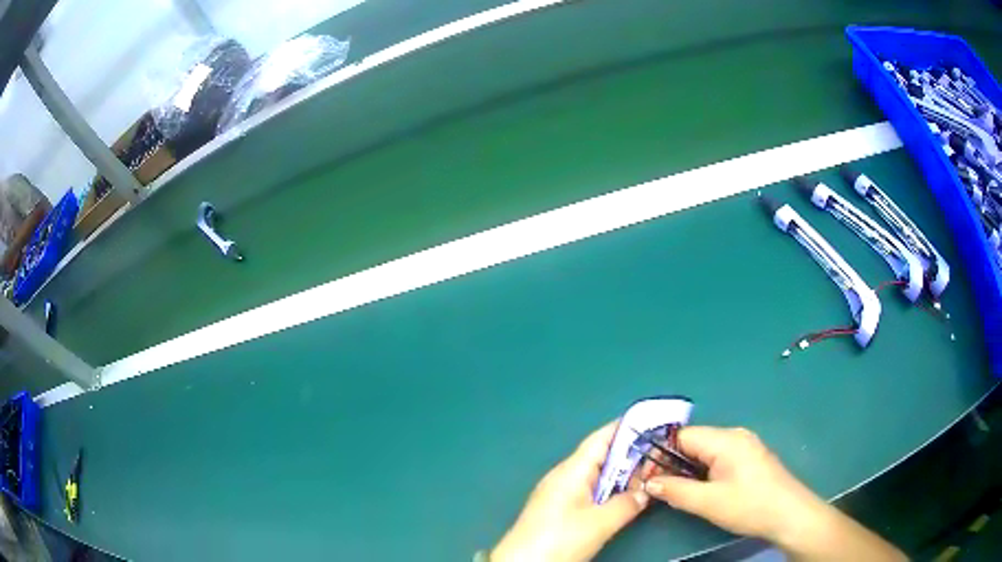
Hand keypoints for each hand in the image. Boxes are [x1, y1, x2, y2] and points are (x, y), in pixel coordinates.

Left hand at [490, 422, 648, 561]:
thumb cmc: (559, 539)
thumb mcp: (599, 523)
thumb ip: (627, 504)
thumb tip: (646, 492)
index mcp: (571, 470)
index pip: (601, 439)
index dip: (626, 428)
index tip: (653, 422)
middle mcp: (564, 475)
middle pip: (600, 456)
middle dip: (630, 454)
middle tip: (660, 452)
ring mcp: (559, 492)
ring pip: (596, 475)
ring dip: (621, 474)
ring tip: (650, 473)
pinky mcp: (559, 509)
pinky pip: (590, 490)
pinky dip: (610, 489)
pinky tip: (624, 496)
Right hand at [641, 426, 824, 542]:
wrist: (789, 515)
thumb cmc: (750, 506)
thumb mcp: (709, 503)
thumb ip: (675, 491)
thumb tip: (648, 483)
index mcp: (725, 440)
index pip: (682, 436)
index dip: (660, 454)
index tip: (645, 476)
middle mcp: (735, 436)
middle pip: (693, 442)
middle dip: (672, 463)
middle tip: (657, 487)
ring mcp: (744, 446)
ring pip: (705, 452)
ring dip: (687, 469)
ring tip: (675, 490)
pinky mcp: (749, 458)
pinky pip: (718, 458)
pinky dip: (703, 471)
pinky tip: (699, 489)